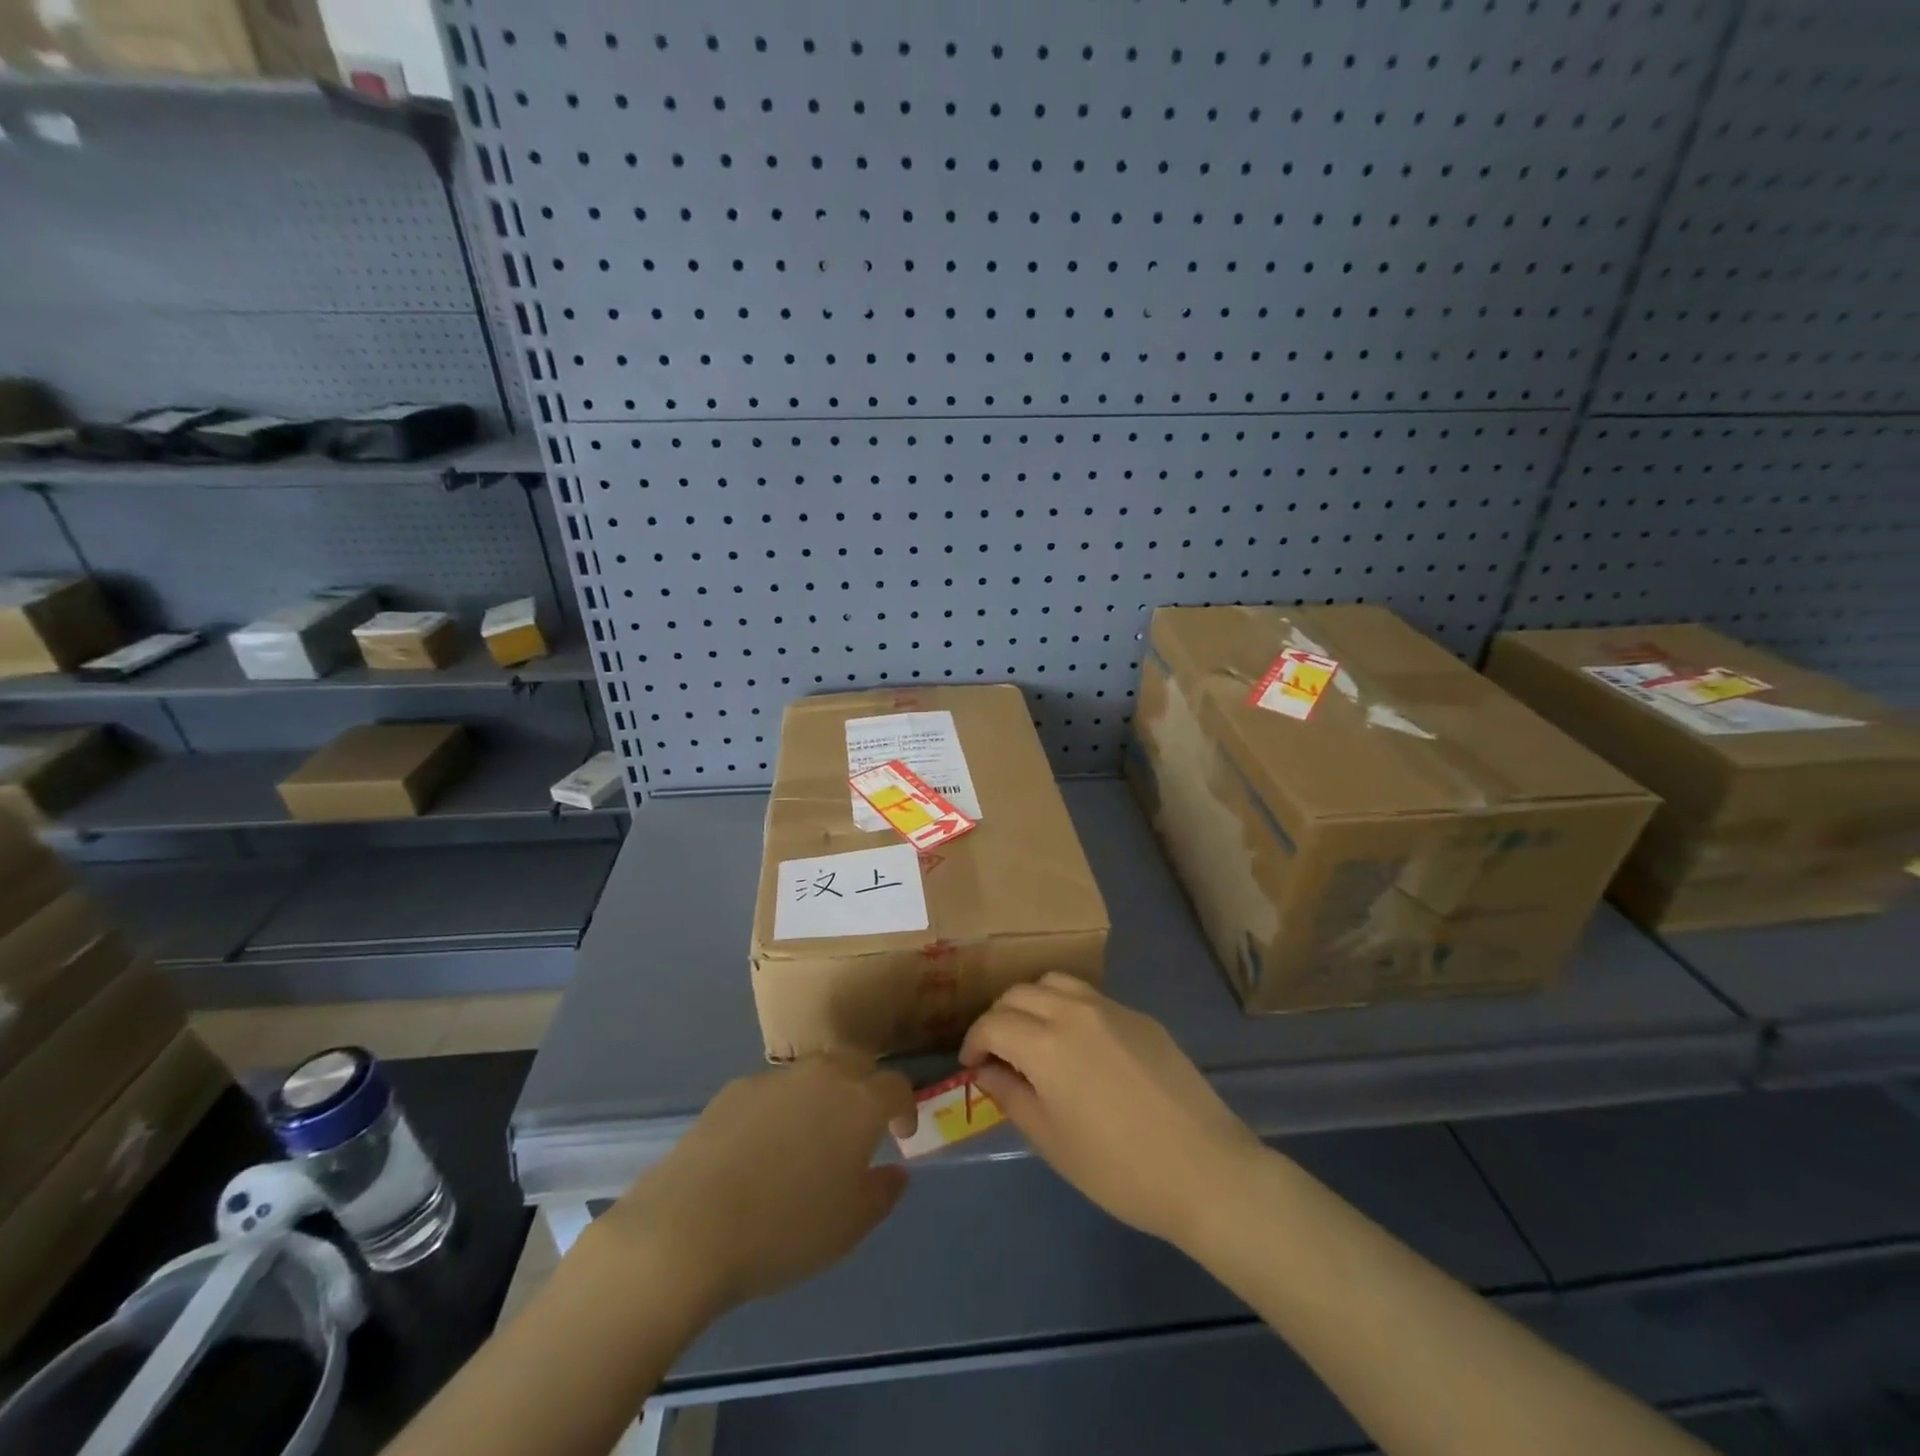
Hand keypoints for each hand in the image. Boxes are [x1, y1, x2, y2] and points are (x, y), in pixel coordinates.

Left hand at [597, 1054, 914, 1313]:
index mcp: (858, 1102)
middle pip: (856, 1065)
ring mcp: (775, 1079)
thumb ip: (882, 1192)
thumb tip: (897, 1171)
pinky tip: (764, 1146)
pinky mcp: (734, 1090)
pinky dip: (782, 1107)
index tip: (901, 1134)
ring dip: (824, 1094)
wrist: (689, 1228)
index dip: (904, 1107)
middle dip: (866, 1088)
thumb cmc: (784, 1230)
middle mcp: (822, 1076)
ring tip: (812, 1136)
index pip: (895, 1086)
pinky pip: (773, 1090)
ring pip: (813, 1073)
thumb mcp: (849, 1227)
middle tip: (861, 1127)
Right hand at [961, 973, 1259, 1248]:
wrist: (1204, 1170)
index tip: (972, 1064)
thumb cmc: (1118, 1168)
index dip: (974, 1041)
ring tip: (1033, 1036)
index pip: (993, 1023)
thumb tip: (986, 1070)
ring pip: (1055, 982)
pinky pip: (1090, 997)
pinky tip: (1078, 1044)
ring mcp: (1111, 1008)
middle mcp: (1074, 1011)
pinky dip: (1067, 1007)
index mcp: (1046, 1044)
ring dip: (1032, 1002)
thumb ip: (1011, 1096)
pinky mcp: (1140, 1016)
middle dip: (999, 1018)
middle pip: (1020, 994)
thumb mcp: (1051, 1140)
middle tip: (998, 1052)